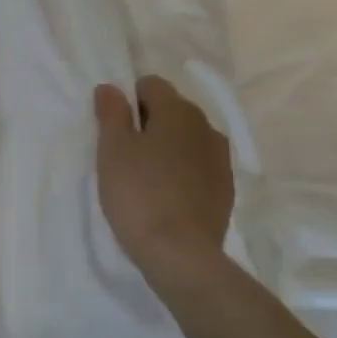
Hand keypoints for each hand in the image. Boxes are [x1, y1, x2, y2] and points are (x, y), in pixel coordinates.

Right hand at [94, 74, 233, 283]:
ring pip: (187, 139)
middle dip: (148, 123)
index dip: (128, 101)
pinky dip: (182, 171)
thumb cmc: (139, 194)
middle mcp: (206, 126)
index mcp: (178, 111)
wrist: (181, 253)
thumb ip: (111, 113)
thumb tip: (110, 87)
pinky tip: (166, 196)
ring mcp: (221, 158)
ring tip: (145, 177)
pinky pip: (198, 166)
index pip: (151, 84)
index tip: (114, 129)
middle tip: (124, 154)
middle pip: (172, 110)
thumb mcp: (112, 150)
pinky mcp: (226, 188)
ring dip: (167, 148)